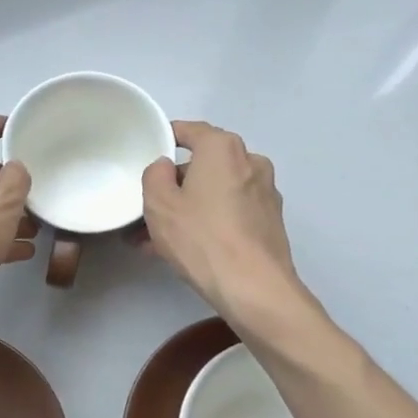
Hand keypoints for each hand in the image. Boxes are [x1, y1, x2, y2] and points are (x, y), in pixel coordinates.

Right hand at [141, 120, 303, 323]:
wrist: (254, 287)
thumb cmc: (201, 237)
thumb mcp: (159, 203)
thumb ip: (155, 174)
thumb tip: (166, 167)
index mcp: (223, 148)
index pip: (190, 130)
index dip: (166, 138)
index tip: (148, 153)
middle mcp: (250, 162)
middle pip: (204, 164)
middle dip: (175, 185)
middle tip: (147, 208)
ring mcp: (264, 193)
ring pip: (215, 193)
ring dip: (188, 208)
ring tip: (156, 239)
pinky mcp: (270, 222)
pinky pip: (230, 213)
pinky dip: (208, 222)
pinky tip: (186, 249)